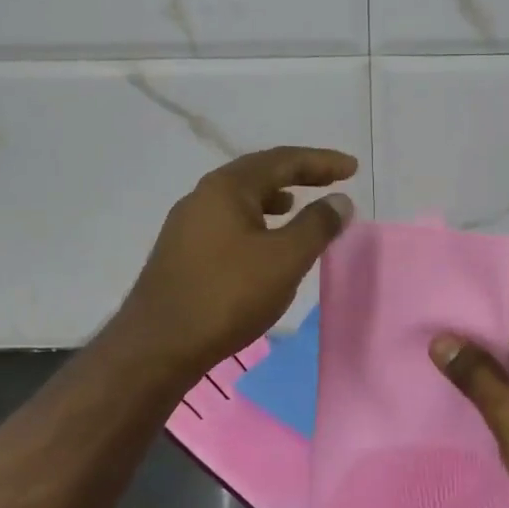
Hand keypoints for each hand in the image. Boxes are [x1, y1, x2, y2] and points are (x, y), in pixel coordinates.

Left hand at [114, 146, 356, 378]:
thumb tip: (339, 201)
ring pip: (240, 199)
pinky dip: (256, 221)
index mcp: (226, 187)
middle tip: (332, 180)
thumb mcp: (284, 259)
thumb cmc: (227, 295)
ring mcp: (187, 224)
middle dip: (298, 175)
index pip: (282, 160)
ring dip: (274, 197)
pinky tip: (263, 243)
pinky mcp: (181, 252)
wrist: (157, 346)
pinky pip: (228, 222)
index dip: (321, 162)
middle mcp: (202, 196)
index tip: (352, 168)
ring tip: (297, 205)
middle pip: (258, 174)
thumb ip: (317, 225)